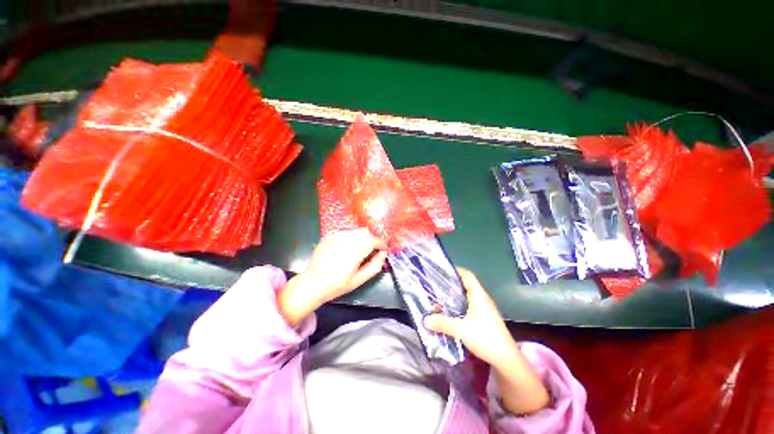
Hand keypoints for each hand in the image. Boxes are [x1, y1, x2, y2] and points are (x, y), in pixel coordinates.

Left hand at [279, 229, 386, 325]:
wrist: (312, 283)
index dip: (381, 245)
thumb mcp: (360, 279)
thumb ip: (375, 265)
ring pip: (356, 231)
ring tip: (358, 251)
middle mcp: (347, 238)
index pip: (375, 240)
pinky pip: (345, 233)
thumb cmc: (338, 284)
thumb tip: (383, 254)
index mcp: (356, 249)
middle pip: (365, 232)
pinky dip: (350, 239)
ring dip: (361, 238)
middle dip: (371, 240)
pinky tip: (345, 250)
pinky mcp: (329, 236)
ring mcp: (337, 235)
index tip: (383, 251)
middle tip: (371, 252)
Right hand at [424, 268, 549, 413]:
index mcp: (479, 296)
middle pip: (465, 285)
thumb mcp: (462, 330)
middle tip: (435, 285)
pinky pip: (467, 306)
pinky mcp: (483, 318)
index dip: (456, 270)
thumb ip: (443, 323)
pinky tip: (448, 313)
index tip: (442, 270)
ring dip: (453, 297)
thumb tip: (425, 319)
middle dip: (450, 284)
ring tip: (438, 298)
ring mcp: (483, 309)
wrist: (507, 360)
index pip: (468, 275)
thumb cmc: (486, 339)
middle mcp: (482, 299)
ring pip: (466, 297)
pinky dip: (457, 306)